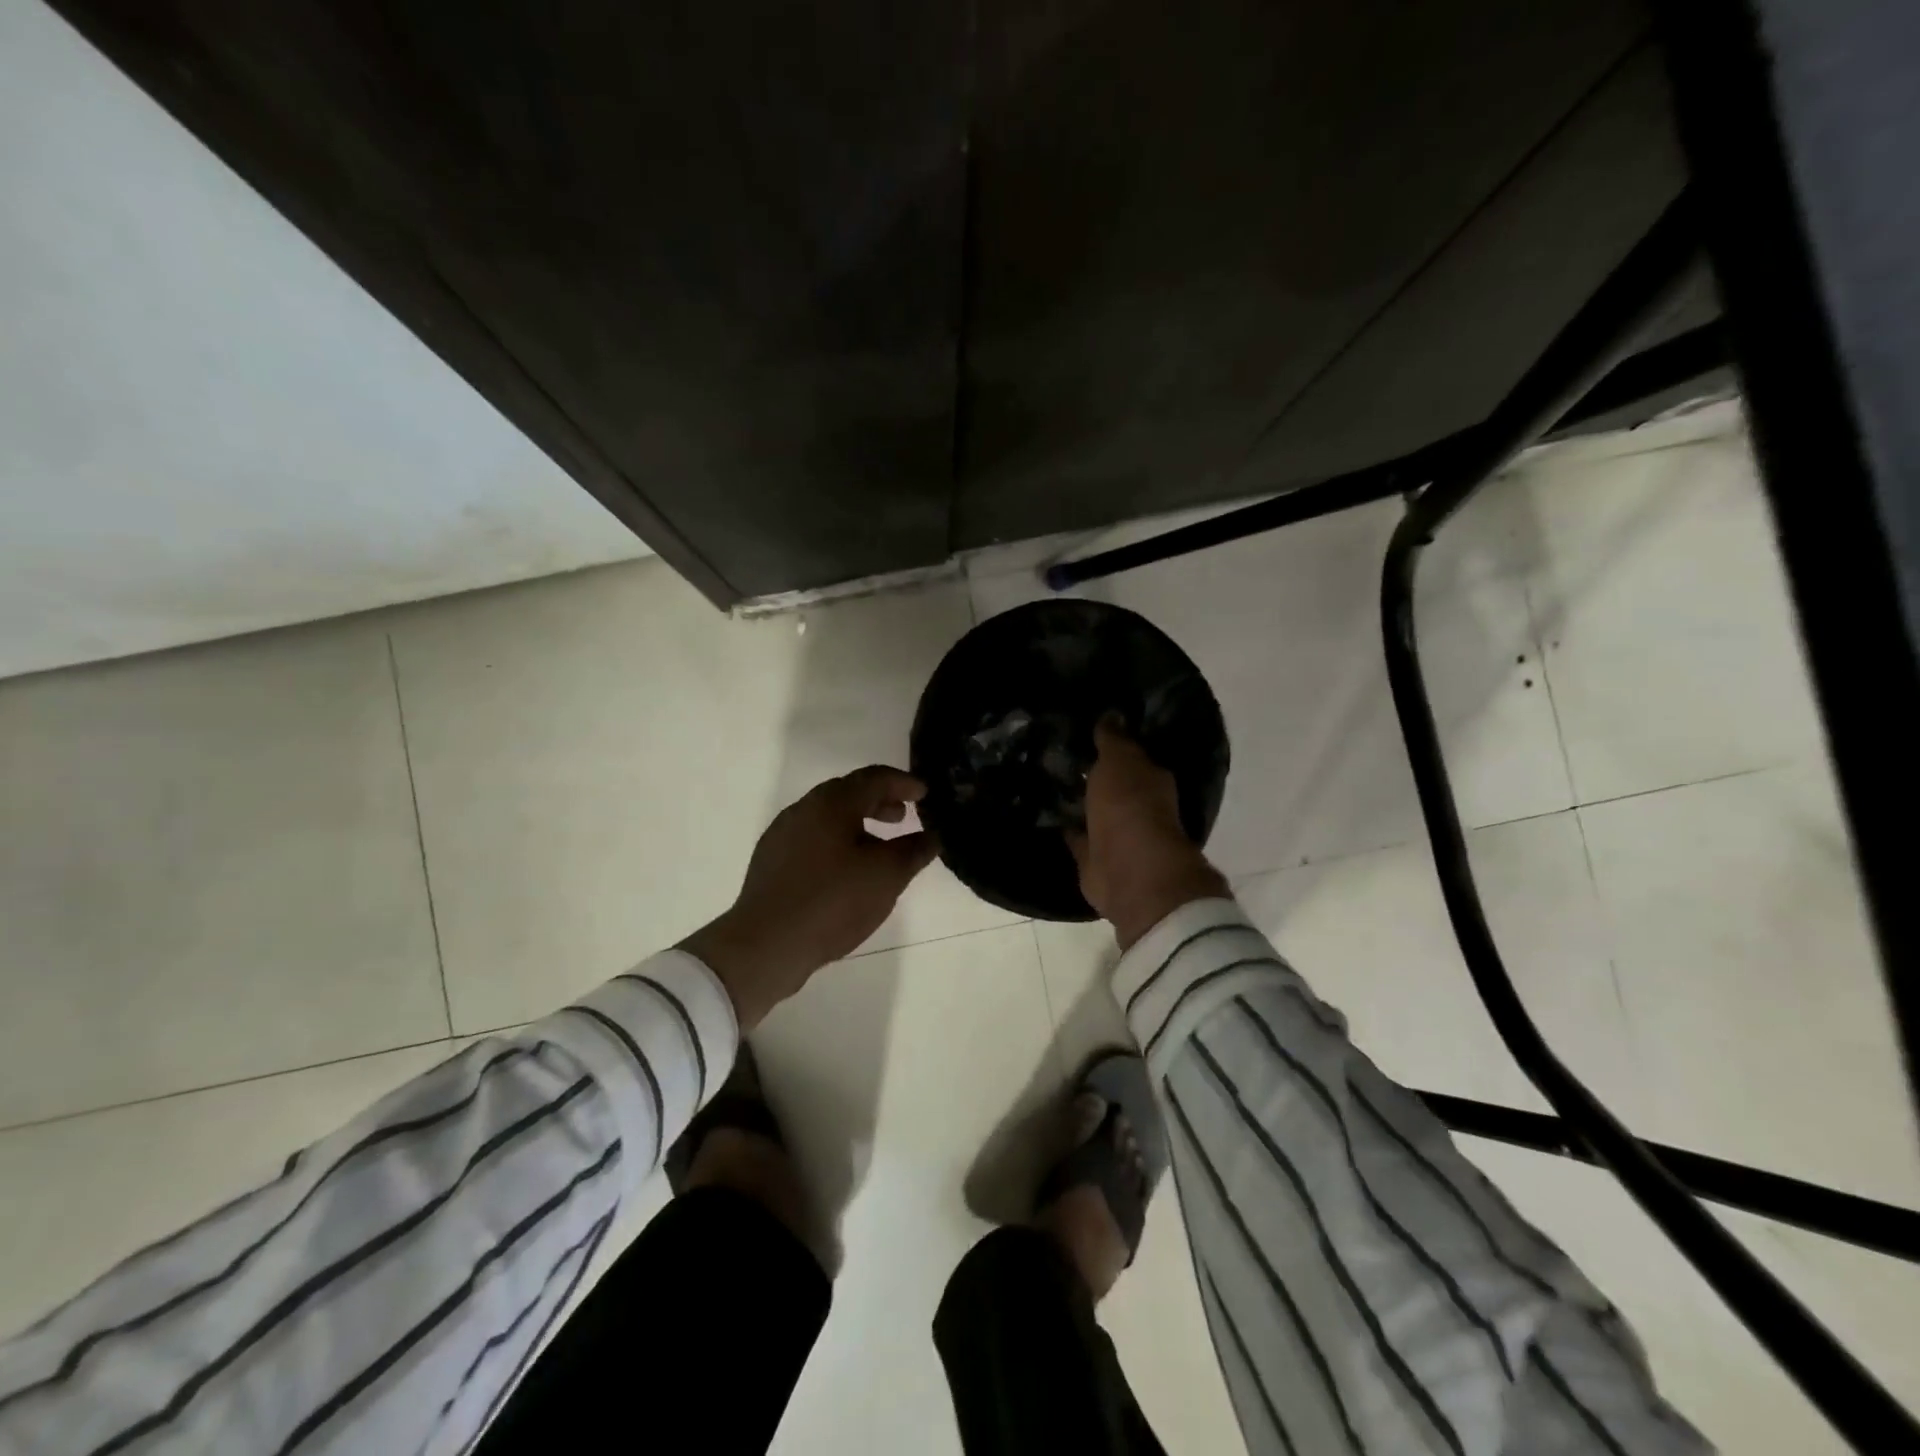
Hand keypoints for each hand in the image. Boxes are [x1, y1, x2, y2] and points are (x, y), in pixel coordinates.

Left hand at [681, 766, 938, 1026]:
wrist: (766, 945)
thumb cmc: (832, 902)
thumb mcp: (886, 876)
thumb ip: (913, 851)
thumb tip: (932, 836)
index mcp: (831, 803)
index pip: (874, 778)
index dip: (903, 783)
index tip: (924, 794)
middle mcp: (804, 809)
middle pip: (848, 793)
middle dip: (879, 801)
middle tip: (903, 816)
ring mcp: (783, 835)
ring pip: (828, 817)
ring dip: (858, 824)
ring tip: (879, 848)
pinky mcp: (771, 861)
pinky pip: (813, 839)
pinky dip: (838, 842)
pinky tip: (847, 872)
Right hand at [1068, 718, 1228, 950]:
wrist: (1128, 869)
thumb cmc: (1129, 805)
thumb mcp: (1119, 760)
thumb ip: (1113, 739)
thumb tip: (1111, 713)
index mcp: (1151, 780)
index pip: (1132, 757)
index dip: (1112, 745)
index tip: (1087, 732)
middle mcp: (1139, 807)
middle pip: (1114, 785)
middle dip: (1095, 775)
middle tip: (1062, 754)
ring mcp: (1117, 836)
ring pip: (1095, 812)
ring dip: (1081, 802)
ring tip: (1050, 781)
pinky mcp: (1095, 859)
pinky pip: (1078, 838)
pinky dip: (1068, 829)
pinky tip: (1048, 815)